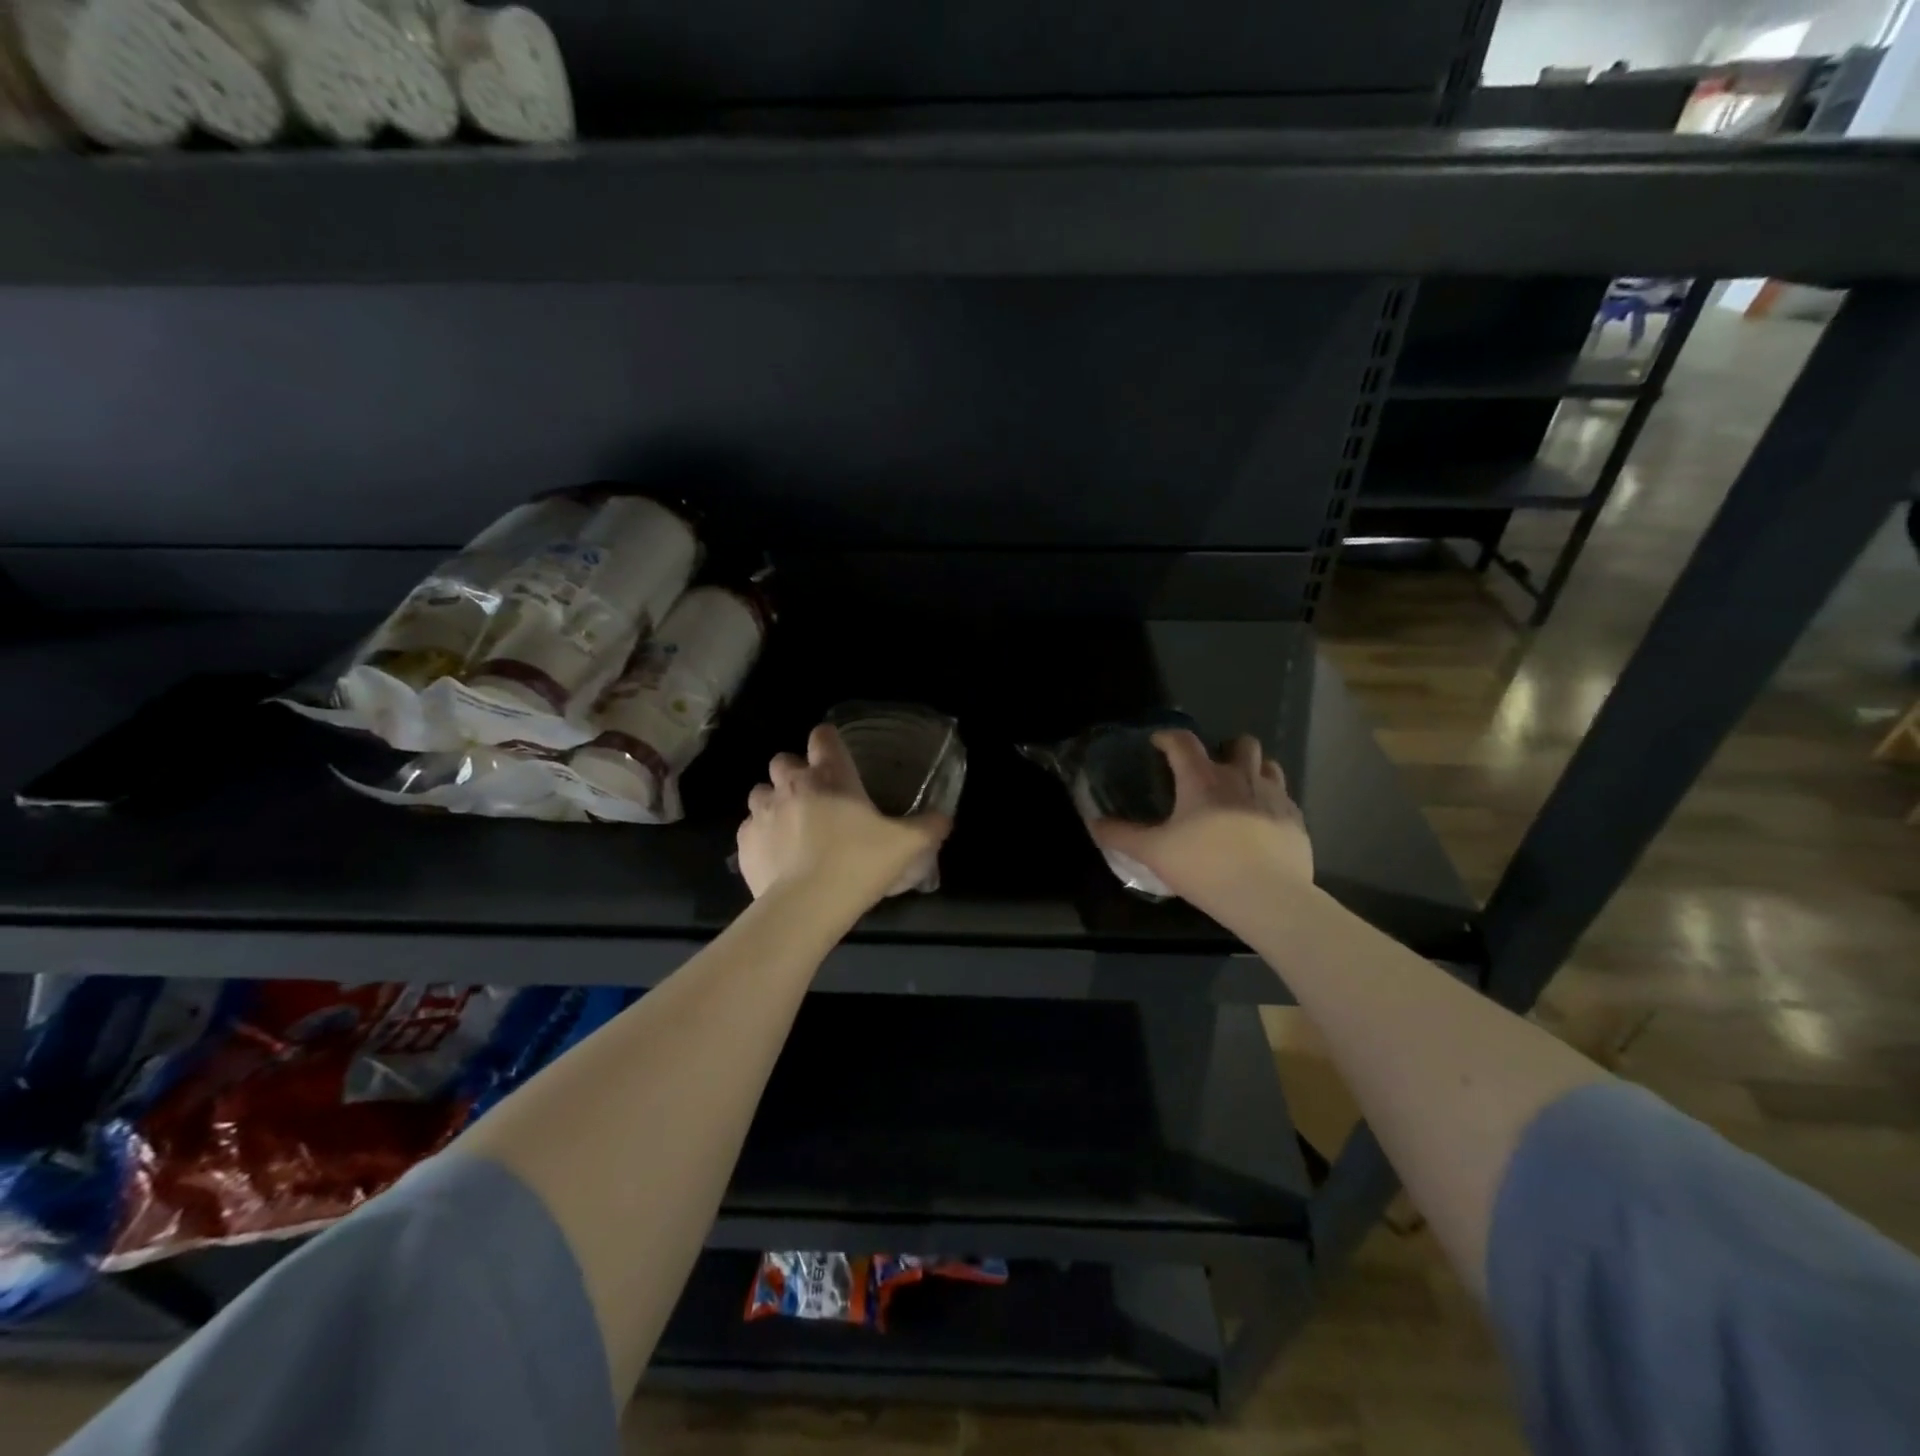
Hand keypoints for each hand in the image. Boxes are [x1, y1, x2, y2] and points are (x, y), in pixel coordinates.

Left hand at [736, 724, 952, 906]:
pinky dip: (762, 835)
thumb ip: (929, 827)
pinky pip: (749, 828)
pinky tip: (777, 855)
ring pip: (761, 792)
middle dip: (795, 772)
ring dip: (774, 802)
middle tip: (815, 797)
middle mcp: (791, 785)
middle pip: (783, 760)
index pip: (823, 736)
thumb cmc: (858, 863)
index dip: (829, 742)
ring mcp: (762, 812)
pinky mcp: (744, 843)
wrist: (805, 906)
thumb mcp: (907, 846)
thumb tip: (944, 818)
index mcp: (830, 776)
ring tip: (792, 825)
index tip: (838, 759)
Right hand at [1091, 731, 1312, 912]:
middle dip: (1226, 748)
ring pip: (1269, 765)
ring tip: (1240, 790)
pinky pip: (1285, 798)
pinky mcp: (1296, 820)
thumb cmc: (1205, 867)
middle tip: (1211, 770)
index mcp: (1203, 779)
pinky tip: (1261, 822)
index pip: (1183, 741)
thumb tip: (1095, 824)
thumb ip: (1121, 836)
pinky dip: (1272, 802)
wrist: (1268, 896)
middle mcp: (1241, 777)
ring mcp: (1274, 796)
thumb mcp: (1154, 853)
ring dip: (1253, 770)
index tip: (1158, 743)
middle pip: (1241, 743)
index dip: (1168, 737)